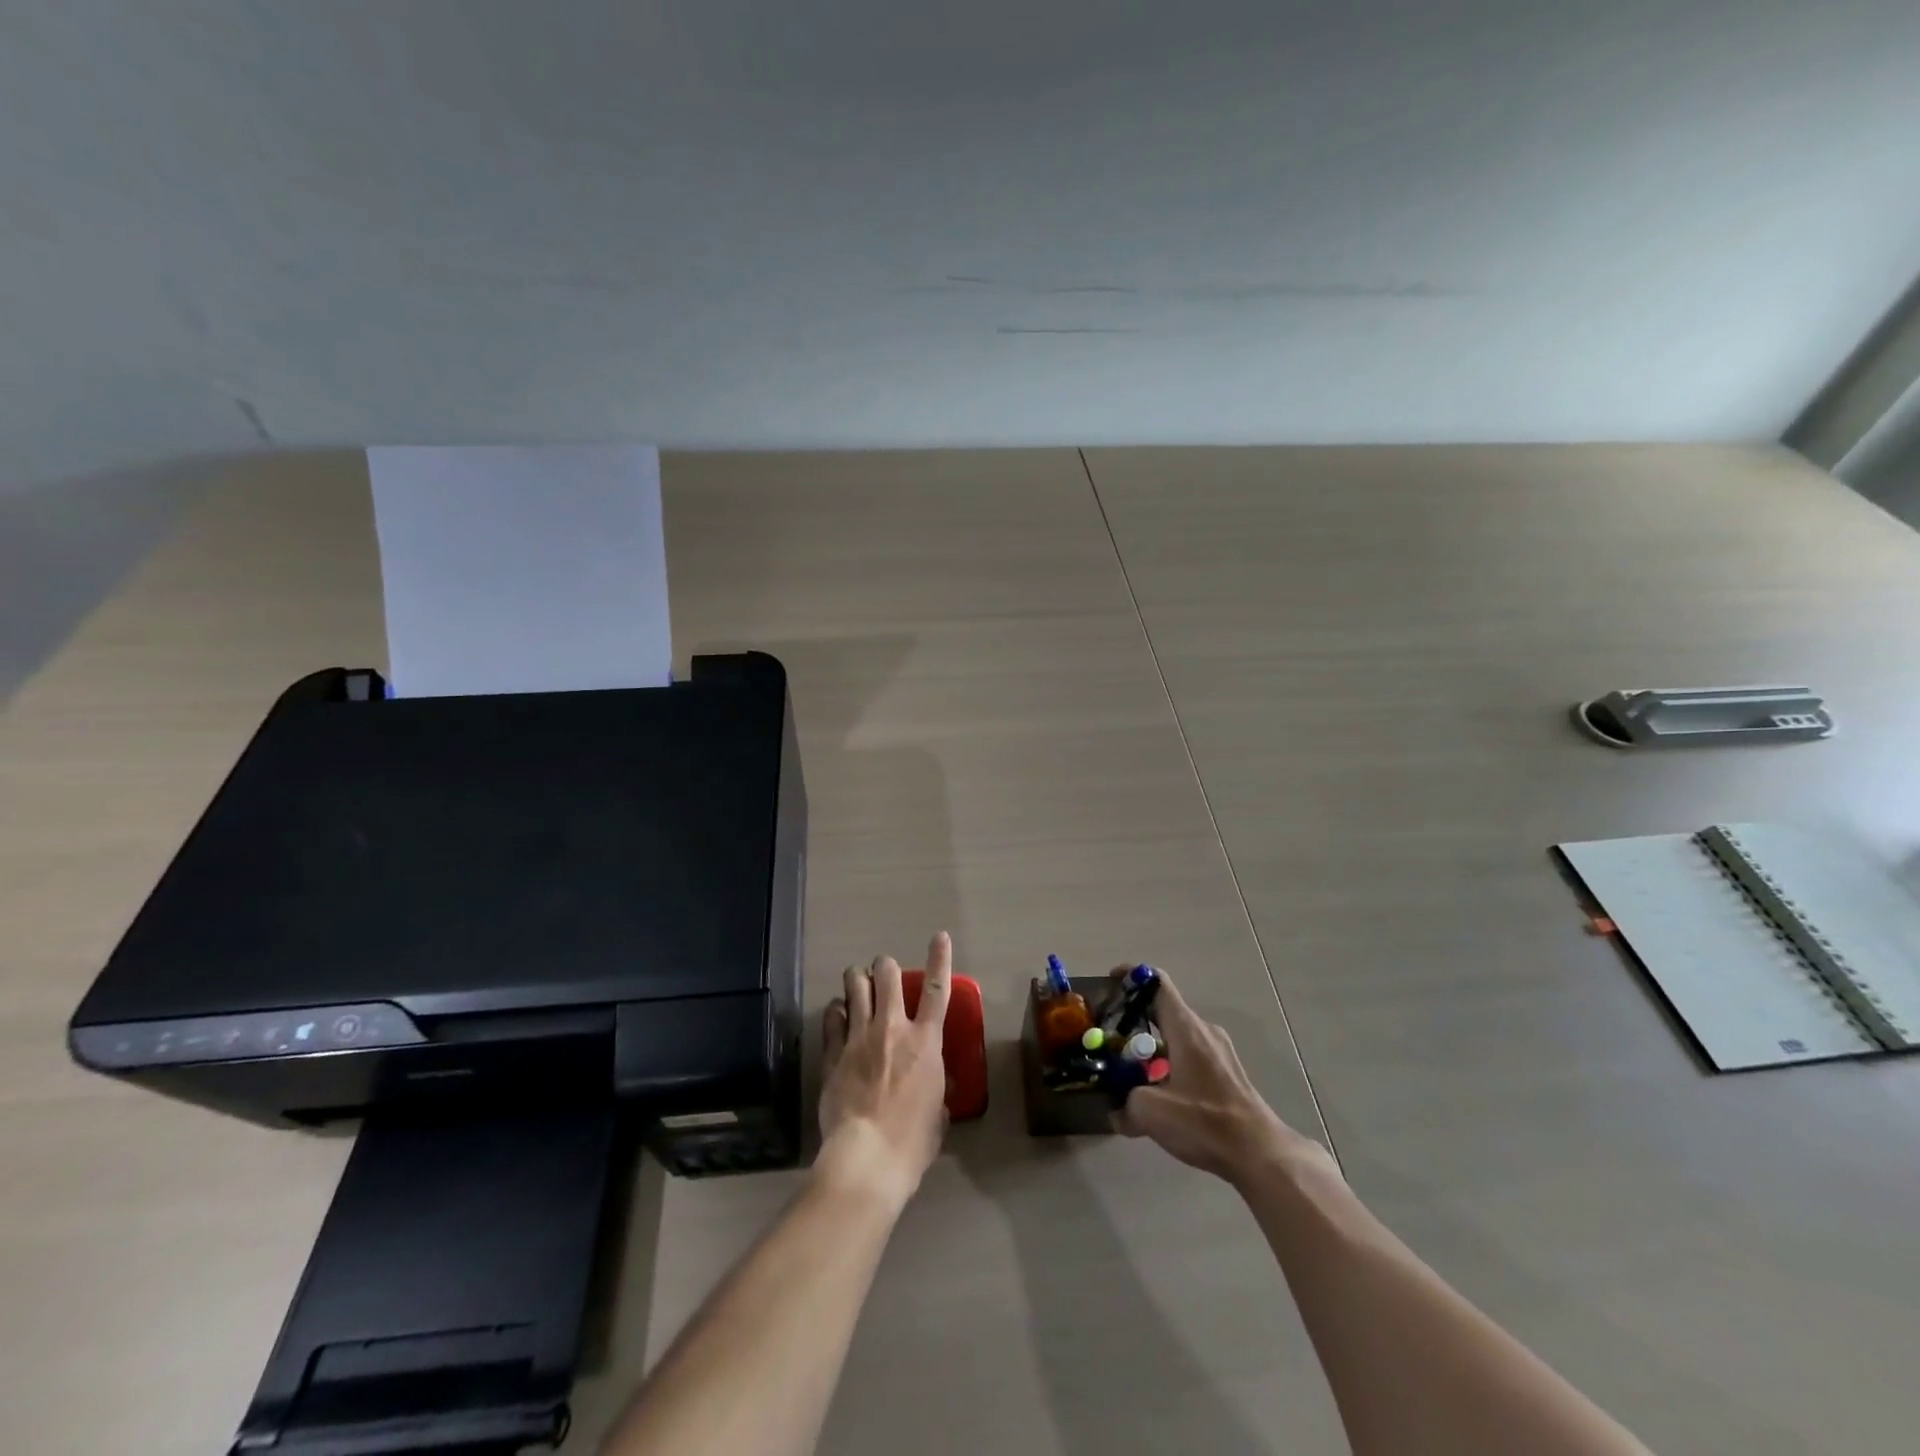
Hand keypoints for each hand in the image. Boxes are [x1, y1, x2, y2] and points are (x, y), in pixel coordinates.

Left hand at [817, 932, 953, 1208]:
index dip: (940, 959)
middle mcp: (893, 1029)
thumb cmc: (912, 1143)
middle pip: (887, 976)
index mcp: (925, 1043)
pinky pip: (833, 1017)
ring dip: (857, 978)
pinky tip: (837, 1012)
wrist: (866, 1158)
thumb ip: (936, 1093)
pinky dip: (836, 1009)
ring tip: (856, 979)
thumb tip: (933, 1092)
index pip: (937, 990)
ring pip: (855, 986)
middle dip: (885, 966)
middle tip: (883, 971)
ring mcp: (859, 1037)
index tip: (940, 936)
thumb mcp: (937, 1116)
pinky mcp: (833, 1052)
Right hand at [1113, 967, 1334, 1187]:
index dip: (1131, 975)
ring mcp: (1219, 1052)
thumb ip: (1125, 1104)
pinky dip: (1169, 1065)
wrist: (1261, 1153)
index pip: (1157, 982)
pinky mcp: (1227, 1073)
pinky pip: (1190, 1056)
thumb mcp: (1151, 1112)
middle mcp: (1203, 1030)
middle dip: (1134, 1020)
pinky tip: (1159, 1097)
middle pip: (1163, 1010)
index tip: (1110, 984)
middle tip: (1110, 1038)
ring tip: (1130, 1073)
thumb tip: (1117, 1111)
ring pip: (1176, 1037)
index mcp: (1185, 1028)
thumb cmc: (1205, 1121)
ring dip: (1151, 1049)